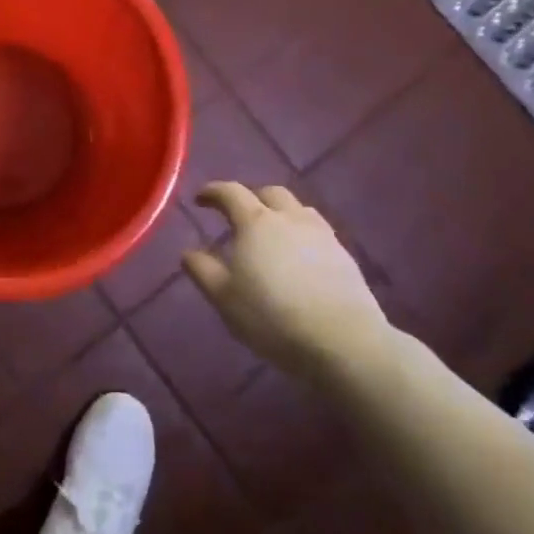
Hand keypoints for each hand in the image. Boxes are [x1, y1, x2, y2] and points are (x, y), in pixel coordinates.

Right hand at [183, 183, 389, 379]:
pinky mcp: (345, 256)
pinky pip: (318, 232)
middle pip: (270, 193)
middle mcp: (290, 219)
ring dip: (280, 213)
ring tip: (271, 233)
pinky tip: (299, 257)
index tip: (200, 199)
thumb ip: (203, 270)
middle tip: (237, 215)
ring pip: (298, 209)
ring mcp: (322, 235)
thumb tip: (188, 252)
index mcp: (256, 222)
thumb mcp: (224, 298)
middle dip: (250, 197)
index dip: (213, 191)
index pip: (231, 192)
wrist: (343, 342)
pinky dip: (301, 234)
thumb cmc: (272, 317)